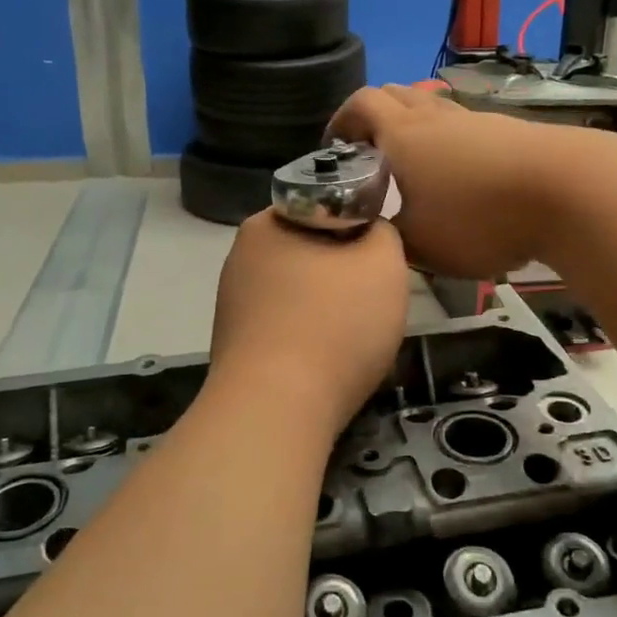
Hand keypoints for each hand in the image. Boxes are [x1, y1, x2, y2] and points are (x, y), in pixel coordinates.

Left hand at [208, 210, 408, 429]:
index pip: (324, 206)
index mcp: (267, 223)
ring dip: (327, 307)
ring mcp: (232, 303)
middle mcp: (241, 256)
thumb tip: (369, 233)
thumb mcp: (384, 263)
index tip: (380, 258)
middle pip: (310, 251)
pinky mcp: (234, 345)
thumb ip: (383, 232)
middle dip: (343, 271)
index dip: (359, 226)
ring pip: (298, 292)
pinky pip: (284, 327)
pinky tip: (326, 361)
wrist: (276, 410)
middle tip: (374, 298)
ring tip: (354, 336)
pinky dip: (308, 337)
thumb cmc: (334, 324)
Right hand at [327, 85, 568, 276]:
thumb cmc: (480, 217)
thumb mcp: (422, 244)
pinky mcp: (510, 132)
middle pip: (397, 95)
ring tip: (416, 168)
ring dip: (416, 129)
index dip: (341, 120)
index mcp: (403, 135)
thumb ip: (392, 238)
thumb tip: (382, 232)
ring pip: (434, 109)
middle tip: (371, 153)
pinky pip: (466, 127)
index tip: (335, 146)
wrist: (569, 191)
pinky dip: (451, 143)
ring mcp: (477, 121)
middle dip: (375, 117)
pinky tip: (461, 177)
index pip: (361, 103)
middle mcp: (436, 118)